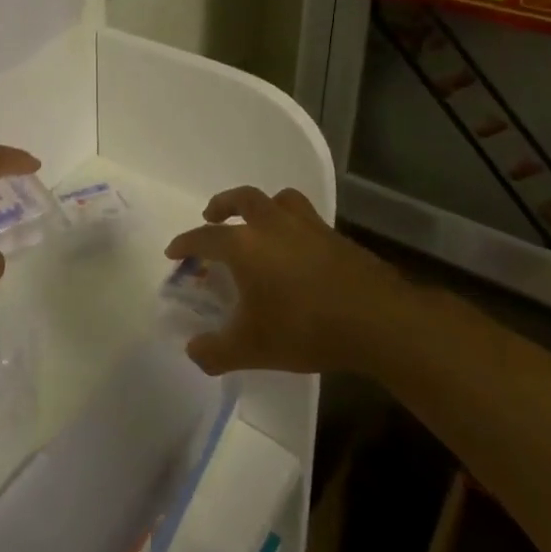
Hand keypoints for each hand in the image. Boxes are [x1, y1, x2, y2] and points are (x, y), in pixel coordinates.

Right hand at [164, 186, 385, 375]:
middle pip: (242, 199)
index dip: (186, 243)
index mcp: (245, 246)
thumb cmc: (305, 327)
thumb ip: (216, 351)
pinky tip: (297, 248)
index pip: (205, 237)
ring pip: (279, 200)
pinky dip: (293, 225)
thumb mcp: (252, 349)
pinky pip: (306, 219)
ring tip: (259, 221)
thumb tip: (193, 351)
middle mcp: (272, 225)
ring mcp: (308, 227)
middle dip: (223, 204)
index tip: (174, 250)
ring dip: (263, 205)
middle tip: (212, 215)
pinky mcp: (336, 237)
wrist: (376, 320)